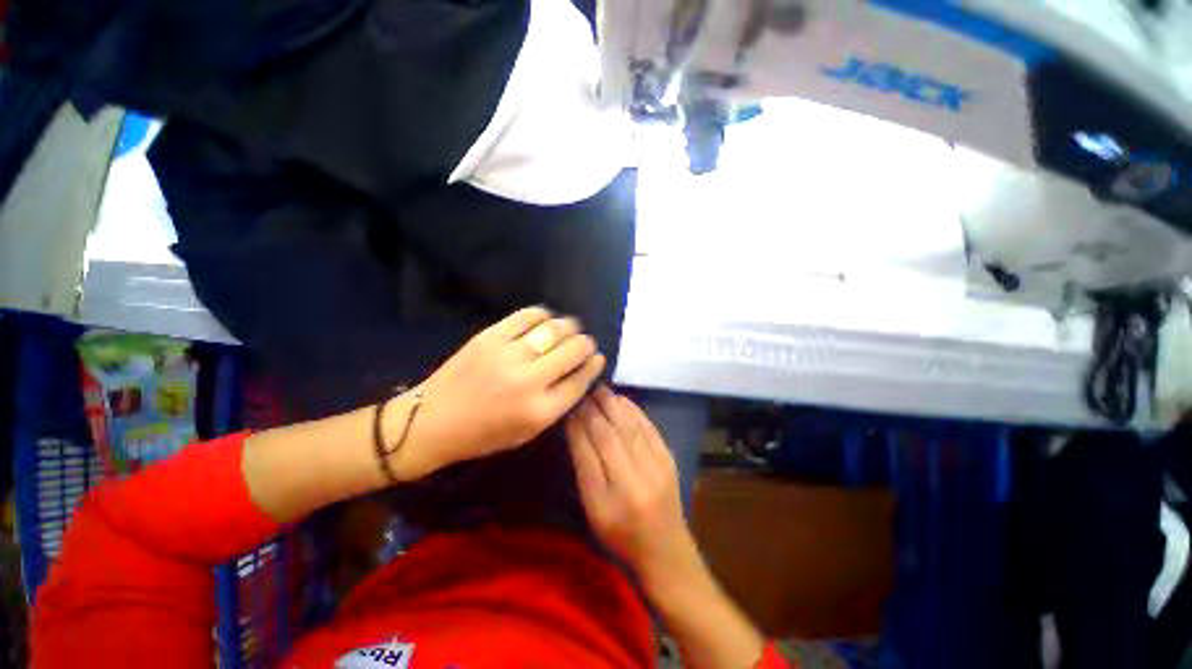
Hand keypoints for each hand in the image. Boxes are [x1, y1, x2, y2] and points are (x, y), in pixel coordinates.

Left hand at [394, 306, 605, 479]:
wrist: (433, 420)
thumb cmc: (484, 434)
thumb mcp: (529, 432)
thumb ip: (559, 402)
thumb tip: (582, 370)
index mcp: (540, 411)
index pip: (580, 380)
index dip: (594, 365)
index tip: (598, 357)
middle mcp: (529, 381)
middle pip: (573, 350)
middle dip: (586, 343)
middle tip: (585, 342)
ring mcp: (508, 355)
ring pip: (554, 329)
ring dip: (569, 326)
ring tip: (570, 328)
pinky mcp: (490, 336)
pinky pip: (526, 315)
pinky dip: (542, 314)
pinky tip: (545, 319)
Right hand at [566, 387, 699, 580]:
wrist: (665, 549)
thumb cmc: (621, 535)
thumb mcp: (593, 511)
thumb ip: (584, 471)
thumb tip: (576, 429)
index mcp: (607, 502)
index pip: (587, 453)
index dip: (577, 425)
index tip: (570, 407)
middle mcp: (633, 482)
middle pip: (609, 436)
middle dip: (594, 410)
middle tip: (583, 390)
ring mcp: (656, 469)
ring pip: (629, 427)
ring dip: (613, 405)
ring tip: (600, 389)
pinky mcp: (669, 460)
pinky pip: (649, 428)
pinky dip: (634, 410)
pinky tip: (622, 400)